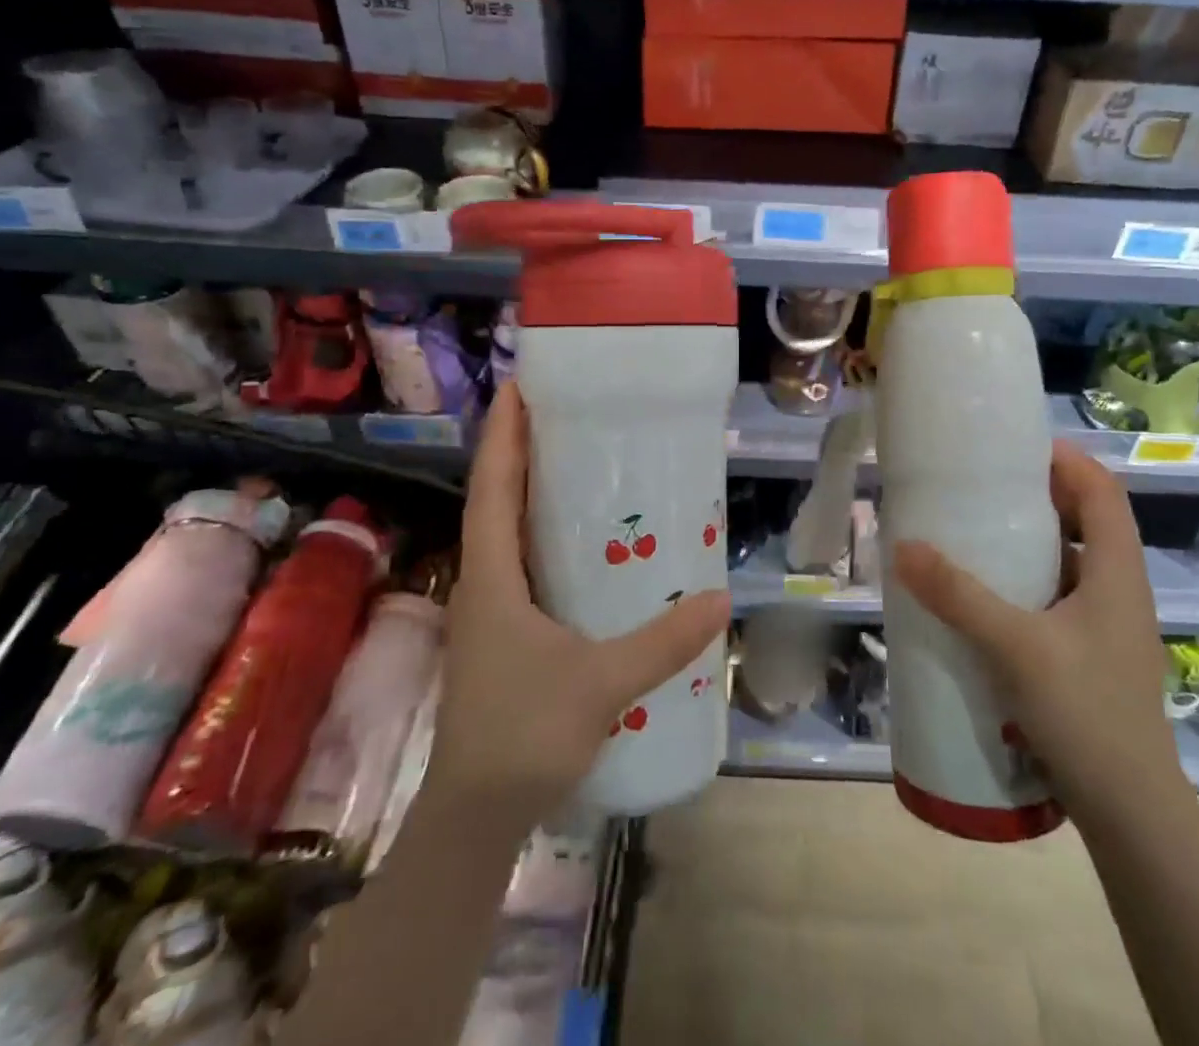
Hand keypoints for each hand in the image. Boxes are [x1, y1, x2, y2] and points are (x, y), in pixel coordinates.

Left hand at [423, 382, 730, 842]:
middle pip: (498, 498)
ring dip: (532, 489)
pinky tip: (585, 538)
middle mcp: (485, 580)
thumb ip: (663, 642)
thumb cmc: (523, 735)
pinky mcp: (507, 629)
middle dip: (523, 448)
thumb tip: (722, 599)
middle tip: (566, 409)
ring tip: (578, 456)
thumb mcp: (601, 682)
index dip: (504, 433)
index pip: (493, 487)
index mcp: (492, 575)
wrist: (476, 814)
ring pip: (508, 530)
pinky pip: (524, 561)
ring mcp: (493, 607)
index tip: (520, 385)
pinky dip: (545, 532)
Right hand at [893, 440, 1185, 828]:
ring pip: (1071, 561)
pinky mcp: (1091, 654)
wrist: (1131, 813)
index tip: (1015, 445)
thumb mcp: (1015, 647)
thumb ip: (958, 596)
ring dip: (1031, 540)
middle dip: (1039, 494)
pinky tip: (986, 596)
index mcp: (1116, 572)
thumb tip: (904, 546)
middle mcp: (1118, 589)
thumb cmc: (1086, 714)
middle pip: (1086, 520)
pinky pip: (1058, 597)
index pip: (1101, 491)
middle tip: (983, 484)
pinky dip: (1027, 581)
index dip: (1065, 460)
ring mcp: (1107, 625)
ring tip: (977, 531)